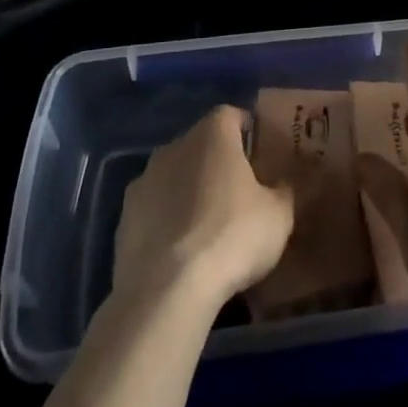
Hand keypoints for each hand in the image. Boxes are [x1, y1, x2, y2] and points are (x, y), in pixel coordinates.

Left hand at [114, 106, 294, 305]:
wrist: (167, 291)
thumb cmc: (231, 237)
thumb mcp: (279, 216)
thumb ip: (283, 191)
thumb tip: (281, 184)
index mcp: (213, 134)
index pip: (232, 115)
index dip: (246, 131)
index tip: (259, 154)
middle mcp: (175, 146)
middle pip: (201, 144)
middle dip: (217, 162)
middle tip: (238, 192)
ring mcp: (144, 180)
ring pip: (174, 175)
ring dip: (189, 190)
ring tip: (207, 225)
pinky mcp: (124, 218)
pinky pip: (154, 209)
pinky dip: (166, 220)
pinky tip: (180, 251)